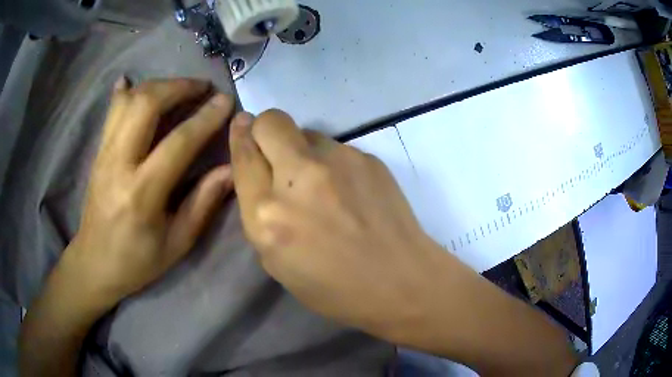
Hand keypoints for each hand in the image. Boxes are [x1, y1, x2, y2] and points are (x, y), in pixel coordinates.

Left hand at [67, 77, 234, 305]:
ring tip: (178, 88)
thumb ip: (203, 204)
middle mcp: (118, 164)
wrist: (94, 262)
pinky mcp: (97, 152)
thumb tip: (230, 170)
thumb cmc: (137, 260)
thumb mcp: (177, 243)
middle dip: (178, 87)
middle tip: (202, 87)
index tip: (225, 100)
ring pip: (129, 101)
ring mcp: (104, 154)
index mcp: (142, 194)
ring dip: (157, 85)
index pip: (178, 142)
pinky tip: (130, 82)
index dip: (205, 117)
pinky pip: (111, 111)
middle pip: (146, 105)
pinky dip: (123, 92)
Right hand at [229, 111, 577, 375]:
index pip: (248, 151)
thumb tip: (265, 170)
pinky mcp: (375, 162)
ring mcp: (345, 165)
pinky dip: (330, 157)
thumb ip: (270, 211)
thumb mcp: (287, 263)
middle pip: (276, 123)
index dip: (242, 136)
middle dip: (266, 126)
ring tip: (313, 176)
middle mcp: (308, 181)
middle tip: (270, 142)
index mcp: (277, 218)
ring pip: (308, 130)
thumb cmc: (344, 293)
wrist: (417, 292)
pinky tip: (345, 186)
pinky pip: (337, 145)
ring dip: (301, 144)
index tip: (241, 128)